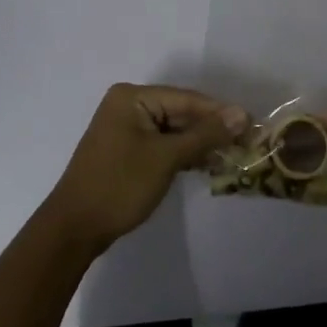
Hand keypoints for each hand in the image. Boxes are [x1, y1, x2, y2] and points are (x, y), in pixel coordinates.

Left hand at [43, 84, 245, 253]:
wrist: (74, 229)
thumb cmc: (120, 185)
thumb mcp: (166, 157)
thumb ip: (205, 134)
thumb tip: (242, 114)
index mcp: (132, 96)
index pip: (186, 99)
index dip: (220, 112)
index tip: (252, 124)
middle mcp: (128, 105)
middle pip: (181, 112)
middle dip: (211, 129)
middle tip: (247, 142)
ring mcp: (126, 129)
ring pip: (174, 130)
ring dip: (200, 143)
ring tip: (234, 154)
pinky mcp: (127, 151)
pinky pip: (163, 144)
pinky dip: (183, 154)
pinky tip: (208, 164)